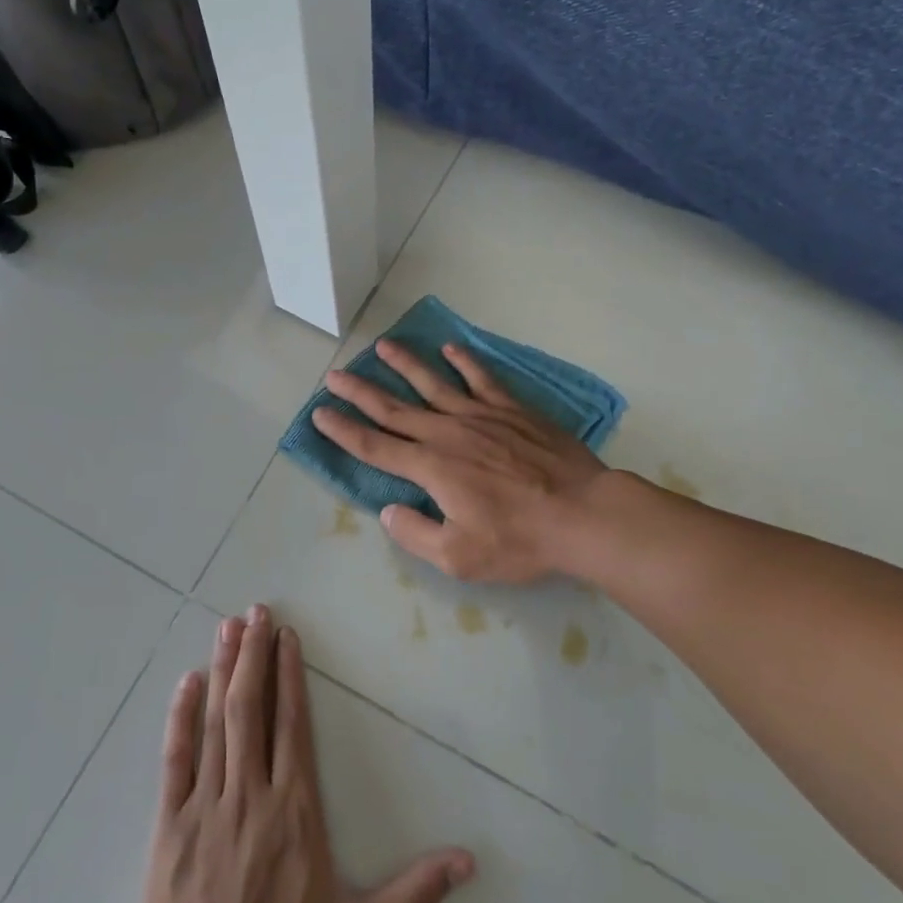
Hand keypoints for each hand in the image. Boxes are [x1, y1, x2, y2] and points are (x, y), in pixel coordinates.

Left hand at [131, 606, 474, 902]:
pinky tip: (186, 682)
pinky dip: (180, 717)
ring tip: (227, 627)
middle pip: (252, 709)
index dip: (290, 674)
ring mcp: (206, 807)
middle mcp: (250, 795)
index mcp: (294, 811)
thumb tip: (469, 861)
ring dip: (223, 670)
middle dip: (254, 654)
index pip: (293, 724)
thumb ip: (413, 895)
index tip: (288, 636)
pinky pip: (175, 760)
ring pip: (216, 723)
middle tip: (255, 609)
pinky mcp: (170, 827)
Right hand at [312, 340, 609, 584]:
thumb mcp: (459, 557)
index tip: (320, 413)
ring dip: (404, 364)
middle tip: (335, 374)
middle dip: (360, 392)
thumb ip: (415, 533)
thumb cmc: (519, 540)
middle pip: (394, 408)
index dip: (344, 430)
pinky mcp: (511, 410)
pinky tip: (450, 349)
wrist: (582, 513)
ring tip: (382, 345)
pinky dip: (465, 362)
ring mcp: (481, 416)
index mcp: (431, 468)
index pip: (375, 446)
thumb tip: (388, 512)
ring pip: (433, 384)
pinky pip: (481, 379)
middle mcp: (447, 433)